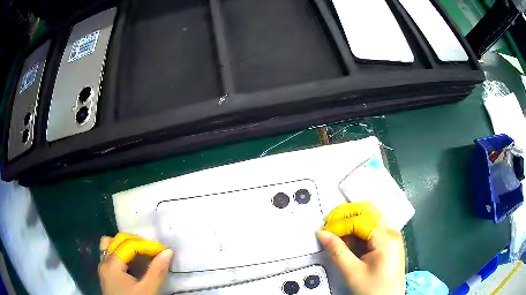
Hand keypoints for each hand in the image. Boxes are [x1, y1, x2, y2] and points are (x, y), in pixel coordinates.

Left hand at [98, 233, 173, 294]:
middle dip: (138, 241)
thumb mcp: (148, 291)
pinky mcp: (106, 273)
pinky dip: (121, 251)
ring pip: (111, 244)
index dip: (147, 245)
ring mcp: (103, 266)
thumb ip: (157, 271)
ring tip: (141, 252)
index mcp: (112, 264)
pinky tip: (131, 260)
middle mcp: (104, 261)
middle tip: (154, 250)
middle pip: (119, 240)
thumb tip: (168, 252)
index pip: (129, 245)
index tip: (163, 250)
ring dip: (127, 244)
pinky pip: (110, 253)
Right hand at [317, 203, 405, 294]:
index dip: (339, 224)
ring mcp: (392, 235)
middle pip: (368, 210)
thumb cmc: (373, 289)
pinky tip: (350, 242)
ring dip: (352, 221)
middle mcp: (392, 231)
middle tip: (330, 226)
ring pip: (371, 216)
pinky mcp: (390, 241)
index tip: (324, 232)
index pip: (359, 220)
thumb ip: (337, 252)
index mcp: (386, 238)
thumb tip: (322, 234)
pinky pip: (373, 227)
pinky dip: (359, 229)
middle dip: (346, 215)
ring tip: (338, 236)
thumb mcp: (353, 273)